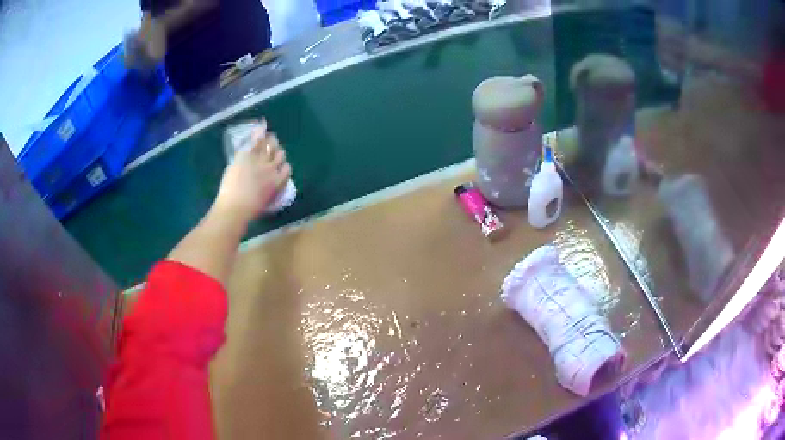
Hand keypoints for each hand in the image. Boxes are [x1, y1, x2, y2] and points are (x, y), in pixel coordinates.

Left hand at [213, 121, 291, 223]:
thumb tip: (267, 186)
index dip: (282, 165)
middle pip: (281, 154)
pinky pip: (256, 141)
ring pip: (271, 145)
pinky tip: (260, 127)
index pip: (287, 168)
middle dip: (276, 151)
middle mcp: (272, 168)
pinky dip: (259, 133)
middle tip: (270, 149)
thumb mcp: (265, 202)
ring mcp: (260, 160)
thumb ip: (269, 190)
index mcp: (278, 182)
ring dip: (270, 140)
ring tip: (266, 137)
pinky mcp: (247, 156)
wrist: (235, 207)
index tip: (277, 166)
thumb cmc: (248, 212)